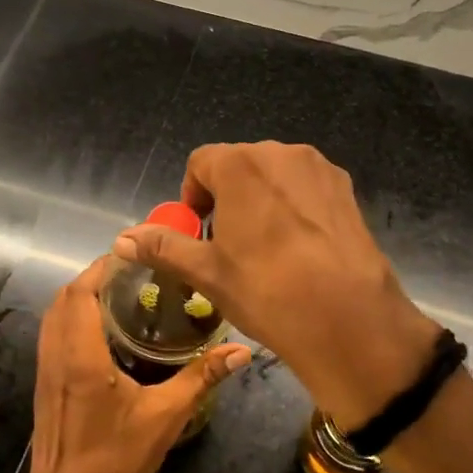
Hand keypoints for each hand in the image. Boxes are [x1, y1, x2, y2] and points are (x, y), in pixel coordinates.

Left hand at [24, 256, 249, 472]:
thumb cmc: (114, 461)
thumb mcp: (165, 418)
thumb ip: (201, 379)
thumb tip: (241, 352)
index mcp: (81, 356)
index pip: (81, 292)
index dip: (101, 266)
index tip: (132, 254)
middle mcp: (56, 356)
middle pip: (64, 298)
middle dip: (93, 277)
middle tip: (133, 273)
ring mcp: (45, 372)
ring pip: (54, 316)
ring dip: (80, 297)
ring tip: (120, 294)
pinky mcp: (44, 387)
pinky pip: (53, 336)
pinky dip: (72, 319)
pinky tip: (103, 333)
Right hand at [113, 143, 438, 429]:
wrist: (349, 319)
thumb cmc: (267, 291)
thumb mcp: (207, 272)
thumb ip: (163, 247)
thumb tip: (123, 239)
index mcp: (241, 164)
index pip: (201, 163)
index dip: (192, 196)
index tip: (198, 232)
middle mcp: (281, 153)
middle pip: (240, 165)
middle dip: (226, 196)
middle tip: (228, 244)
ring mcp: (320, 169)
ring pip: (275, 176)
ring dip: (261, 200)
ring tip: (266, 249)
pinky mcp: (347, 190)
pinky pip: (306, 188)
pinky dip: (294, 207)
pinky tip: (300, 250)